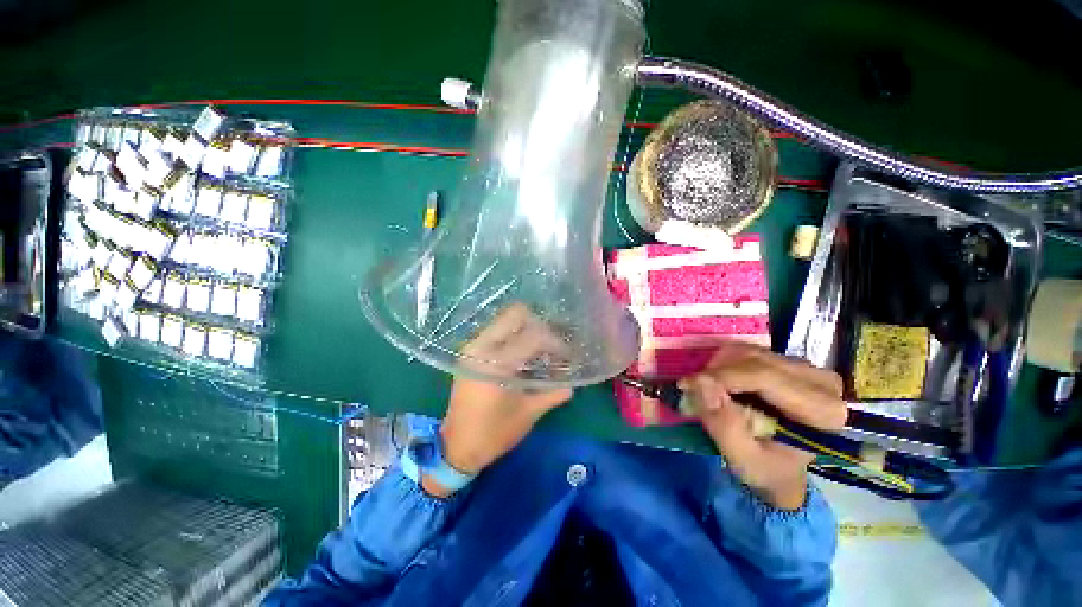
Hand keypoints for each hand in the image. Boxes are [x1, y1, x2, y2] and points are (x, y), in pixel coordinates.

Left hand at [425, 304, 572, 496]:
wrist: (457, 447)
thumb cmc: (494, 434)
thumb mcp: (528, 414)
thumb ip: (553, 393)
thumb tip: (573, 383)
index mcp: (496, 364)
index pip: (534, 337)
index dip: (555, 343)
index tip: (567, 355)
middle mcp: (481, 347)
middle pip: (515, 315)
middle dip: (540, 325)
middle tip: (552, 345)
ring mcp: (472, 347)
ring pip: (504, 320)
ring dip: (526, 329)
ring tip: (540, 349)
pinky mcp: (469, 351)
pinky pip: (496, 331)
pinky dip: (513, 335)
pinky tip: (524, 353)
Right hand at [680, 342, 847, 510]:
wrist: (784, 469)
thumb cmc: (768, 470)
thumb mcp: (743, 459)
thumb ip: (724, 425)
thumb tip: (700, 383)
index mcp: (821, 410)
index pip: (765, 376)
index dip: (721, 376)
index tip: (688, 385)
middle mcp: (821, 381)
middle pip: (755, 359)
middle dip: (717, 372)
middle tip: (695, 390)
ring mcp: (806, 368)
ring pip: (748, 352)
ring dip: (719, 367)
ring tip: (708, 390)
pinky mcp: (789, 362)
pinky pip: (747, 352)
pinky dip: (725, 364)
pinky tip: (721, 383)